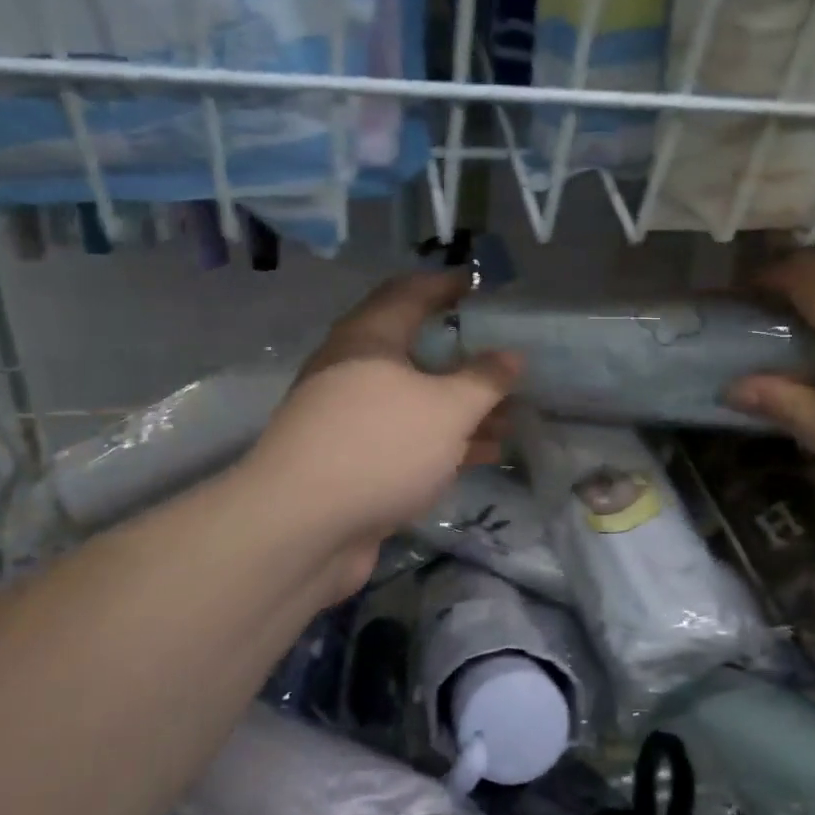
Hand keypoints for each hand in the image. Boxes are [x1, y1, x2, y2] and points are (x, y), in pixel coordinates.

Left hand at [244, 272, 520, 583]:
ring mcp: (351, 420)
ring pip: (417, 401)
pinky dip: (446, 441)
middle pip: (416, 351)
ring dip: (462, 406)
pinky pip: (409, 439)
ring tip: (512, 412)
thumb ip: (484, 380)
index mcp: (369, 339)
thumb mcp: (446, 409)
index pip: (411, 293)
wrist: (302, 529)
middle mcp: (354, 371)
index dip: (447, 286)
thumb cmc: (379, 447)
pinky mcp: (355, 462)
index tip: (482, 285)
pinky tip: (486, 453)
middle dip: (464, 356)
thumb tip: (512, 356)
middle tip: (507, 358)